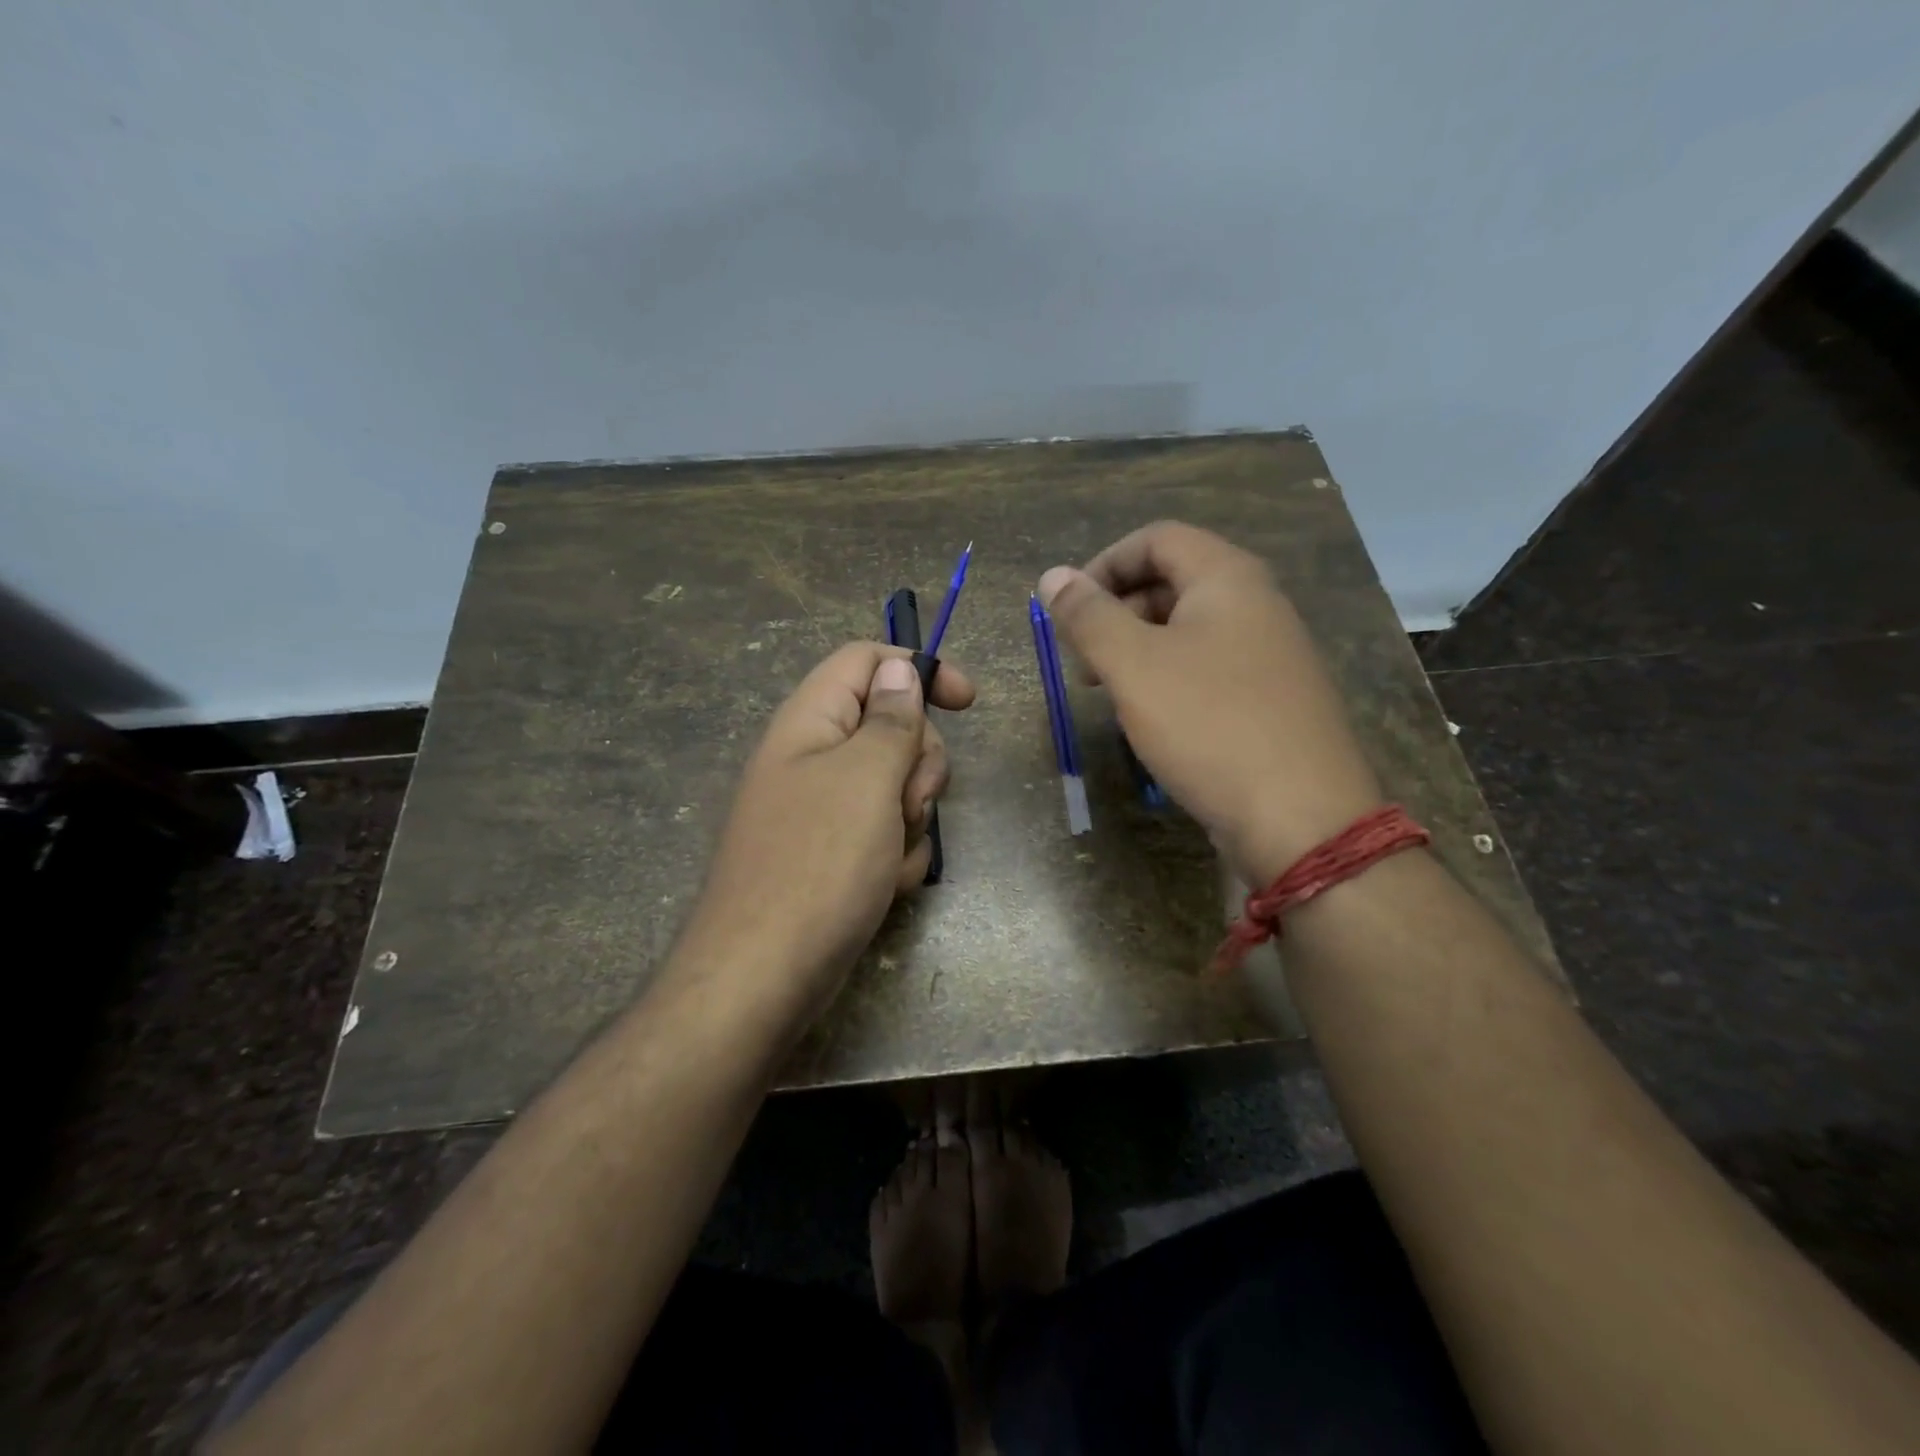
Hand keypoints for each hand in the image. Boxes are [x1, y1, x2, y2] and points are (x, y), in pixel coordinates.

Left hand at [680, 643, 974, 1026]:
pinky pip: (888, 833)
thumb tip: (899, 670)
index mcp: (810, 722)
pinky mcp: (837, 853)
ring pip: (898, 786)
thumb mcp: (865, 779)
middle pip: (892, 726)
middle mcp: (815, 757)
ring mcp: (825, 809)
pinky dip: (898, 855)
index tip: (966, 703)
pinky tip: (885, 885)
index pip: (866, 661)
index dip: (917, 670)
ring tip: (889, 856)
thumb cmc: (818, 865)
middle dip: (918, 764)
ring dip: (911, 818)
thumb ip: (890, 719)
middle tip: (908, 803)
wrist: (764, 976)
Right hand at [1038, 521, 1379, 884]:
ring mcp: (1270, 654)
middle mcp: (1256, 604)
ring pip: (1189, 629)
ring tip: (1108, 692)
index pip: (1157, 539)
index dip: (1104, 564)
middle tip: (1083, 659)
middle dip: (1117, 611)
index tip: (1068, 610)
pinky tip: (1151, 719)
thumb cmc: (1209, 725)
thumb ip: (1088, 617)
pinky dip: (1169, 678)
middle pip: (1173, 581)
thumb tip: (1051, 576)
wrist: (1301, 818)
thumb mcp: (1133, 666)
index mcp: (1228, 579)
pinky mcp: (1271, 699)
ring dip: (1138, 648)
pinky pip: (1209, 668)